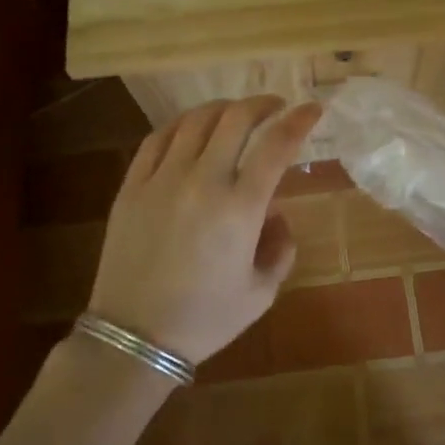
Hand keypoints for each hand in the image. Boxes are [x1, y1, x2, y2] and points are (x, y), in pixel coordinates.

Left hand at [88, 96, 321, 365]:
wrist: (134, 340)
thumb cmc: (204, 320)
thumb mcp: (261, 293)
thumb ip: (280, 248)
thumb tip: (275, 213)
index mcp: (240, 209)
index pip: (277, 145)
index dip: (299, 120)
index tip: (312, 109)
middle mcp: (203, 182)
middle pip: (236, 119)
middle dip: (262, 104)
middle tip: (274, 107)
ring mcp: (162, 180)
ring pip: (196, 120)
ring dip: (223, 108)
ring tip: (235, 114)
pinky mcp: (131, 186)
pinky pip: (158, 138)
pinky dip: (182, 124)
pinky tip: (192, 128)